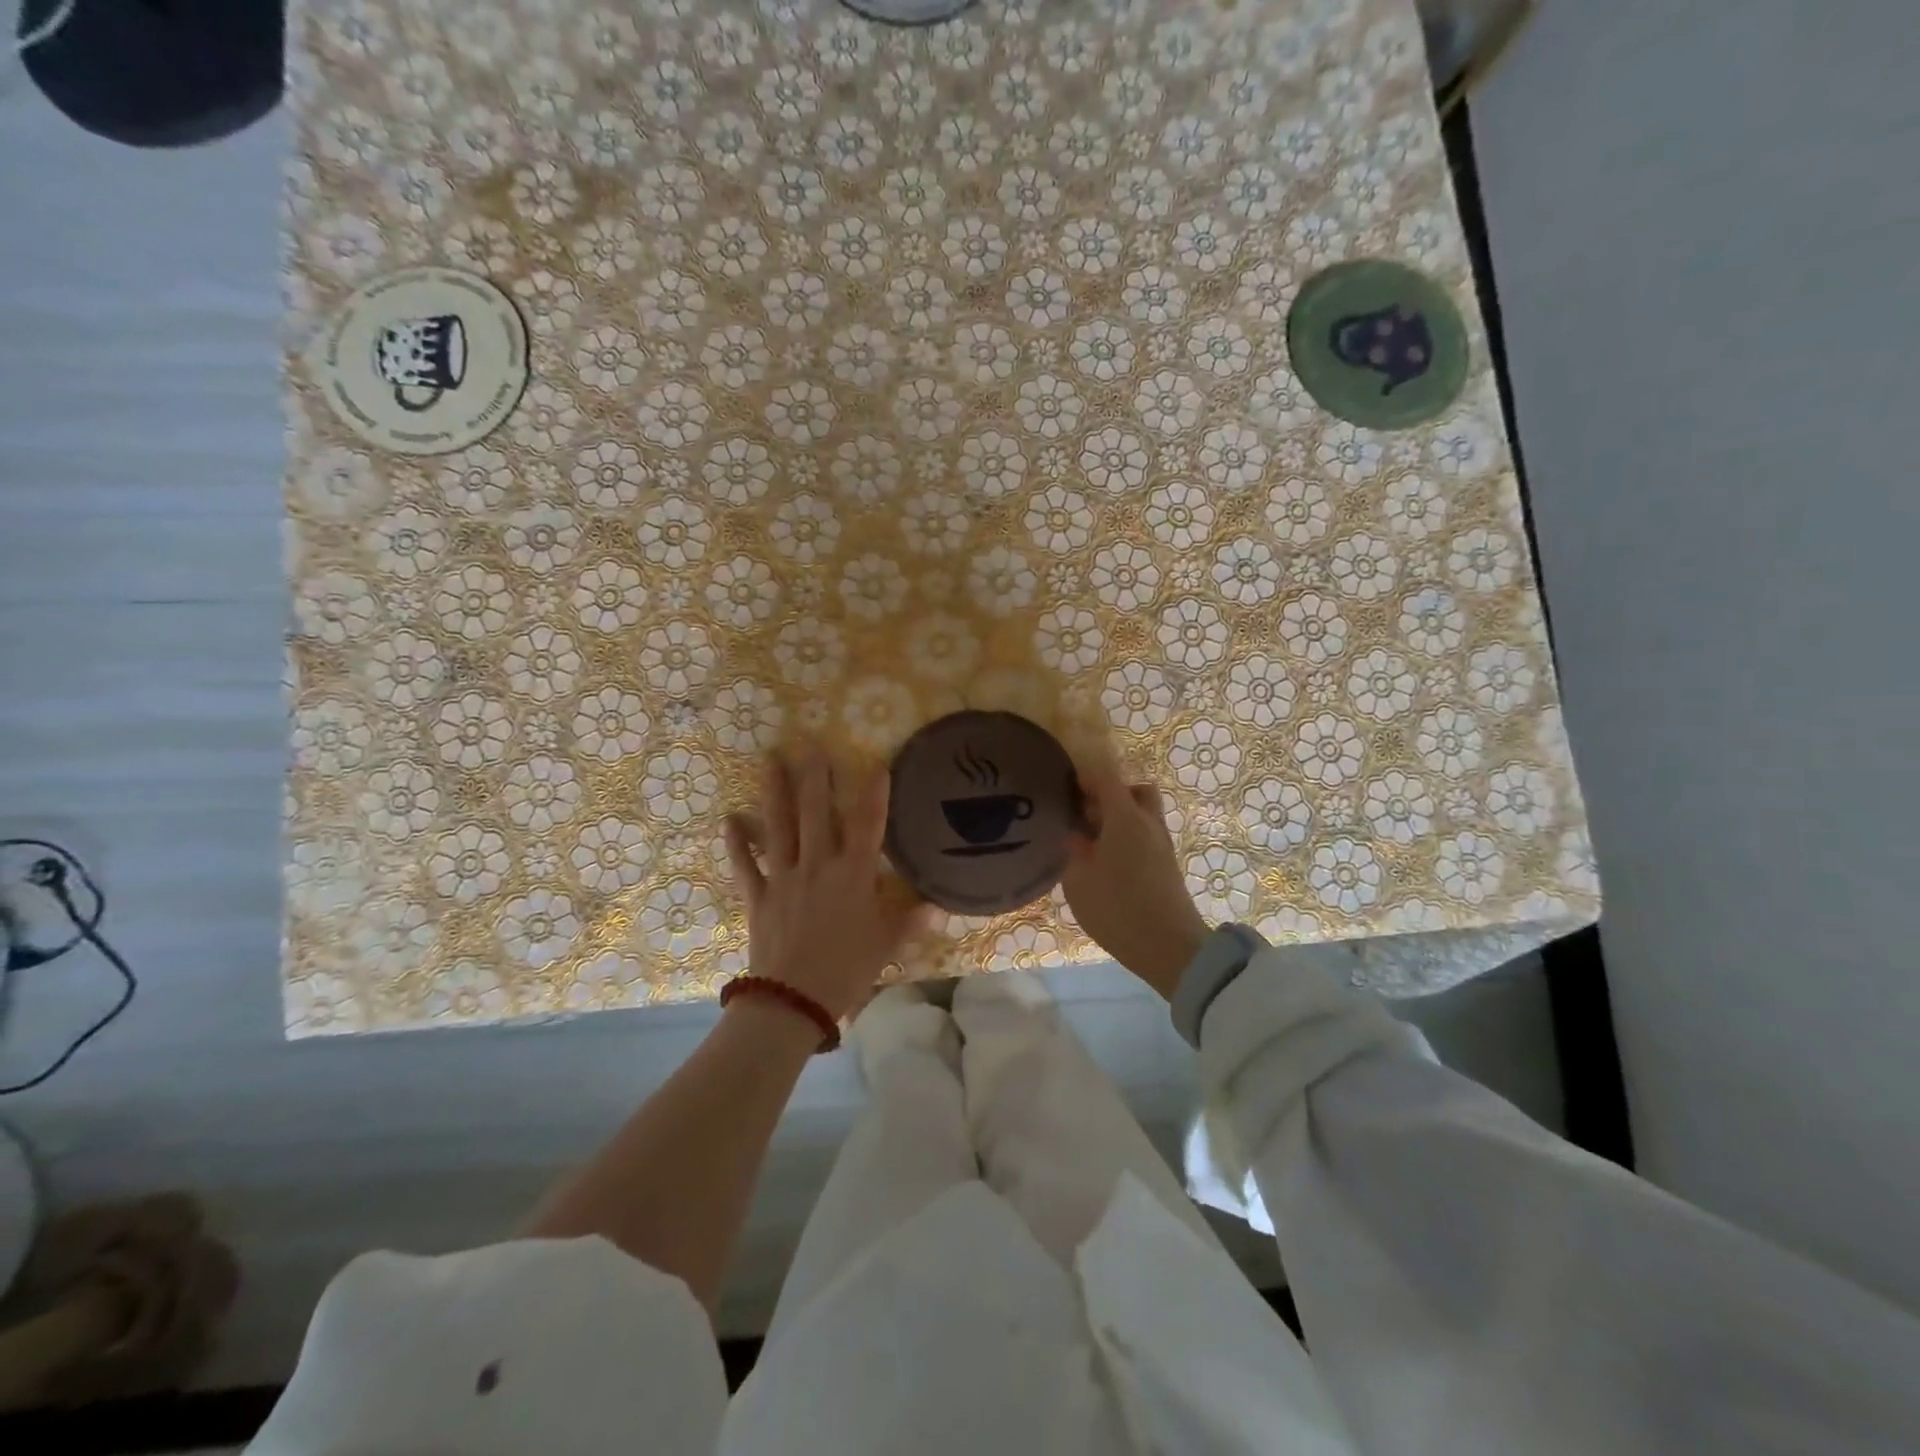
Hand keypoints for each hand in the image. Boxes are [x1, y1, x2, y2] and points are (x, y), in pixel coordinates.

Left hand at [723, 750, 922, 1022]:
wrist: (793, 999)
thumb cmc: (846, 970)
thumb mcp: (886, 946)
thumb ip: (911, 922)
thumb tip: (939, 907)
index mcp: (853, 875)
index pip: (868, 825)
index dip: (874, 793)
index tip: (877, 764)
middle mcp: (818, 865)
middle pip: (817, 813)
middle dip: (816, 777)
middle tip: (811, 745)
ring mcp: (784, 877)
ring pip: (779, 826)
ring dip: (775, 792)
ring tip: (771, 760)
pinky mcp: (758, 896)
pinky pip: (745, 864)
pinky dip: (737, 843)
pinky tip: (730, 819)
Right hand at [1062, 754, 1209, 1001]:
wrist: (1171, 948)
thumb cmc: (1118, 910)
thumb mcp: (1079, 881)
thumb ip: (1075, 851)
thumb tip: (1077, 836)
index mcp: (1125, 817)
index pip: (1106, 777)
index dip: (1086, 774)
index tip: (1066, 785)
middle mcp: (1148, 822)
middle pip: (1134, 790)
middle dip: (1109, 794)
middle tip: (1083, 814)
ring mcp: (1162, 843)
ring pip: (1143, 813)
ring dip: (1119, 817)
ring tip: (1092, 840)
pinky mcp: (1167, 864)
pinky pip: (1145, 834)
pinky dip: (1127, 836)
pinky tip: (1106, 860)